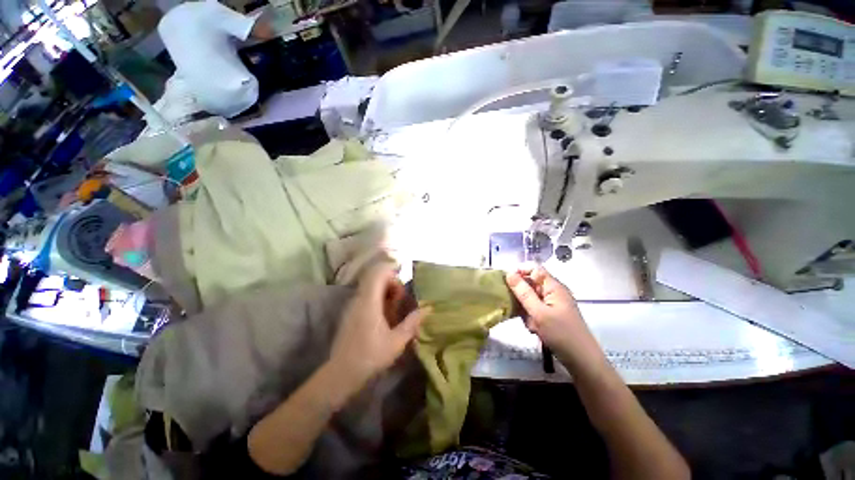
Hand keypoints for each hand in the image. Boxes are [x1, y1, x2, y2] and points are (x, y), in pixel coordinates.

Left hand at [328, 264, 429, 391]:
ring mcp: (353, 305)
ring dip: (385, 292)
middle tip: (401, 300)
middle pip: (375, 278)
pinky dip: (378, 300)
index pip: (378, 273)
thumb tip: (427, 308)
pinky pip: (366, 297)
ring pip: (371, 287)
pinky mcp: (351, 313)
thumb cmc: (370, 356)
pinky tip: (385, 317)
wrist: (340, 374)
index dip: (392, 273)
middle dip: (391, 284)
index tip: (403, 286)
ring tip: (395, 309)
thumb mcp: (396, 341)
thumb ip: (412, 322)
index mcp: (369, 301)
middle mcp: (359, 299)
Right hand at [505, 266, 599, 364]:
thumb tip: (509, 274)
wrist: (582, 361)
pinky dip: (531, 318)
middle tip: (521, 310)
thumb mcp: (538, 312)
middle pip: (530, 284)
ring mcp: (552, 304)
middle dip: (522, 296)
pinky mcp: (551, 315)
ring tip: (532, 324)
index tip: (507, 283)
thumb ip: (523, 292)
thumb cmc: (561, 334)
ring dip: (526, 310)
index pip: (534, 269)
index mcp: (553, 287)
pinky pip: (535, 310)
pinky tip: (535, 329)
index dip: (520, 272)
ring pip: (530, 299)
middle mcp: (553, 292)